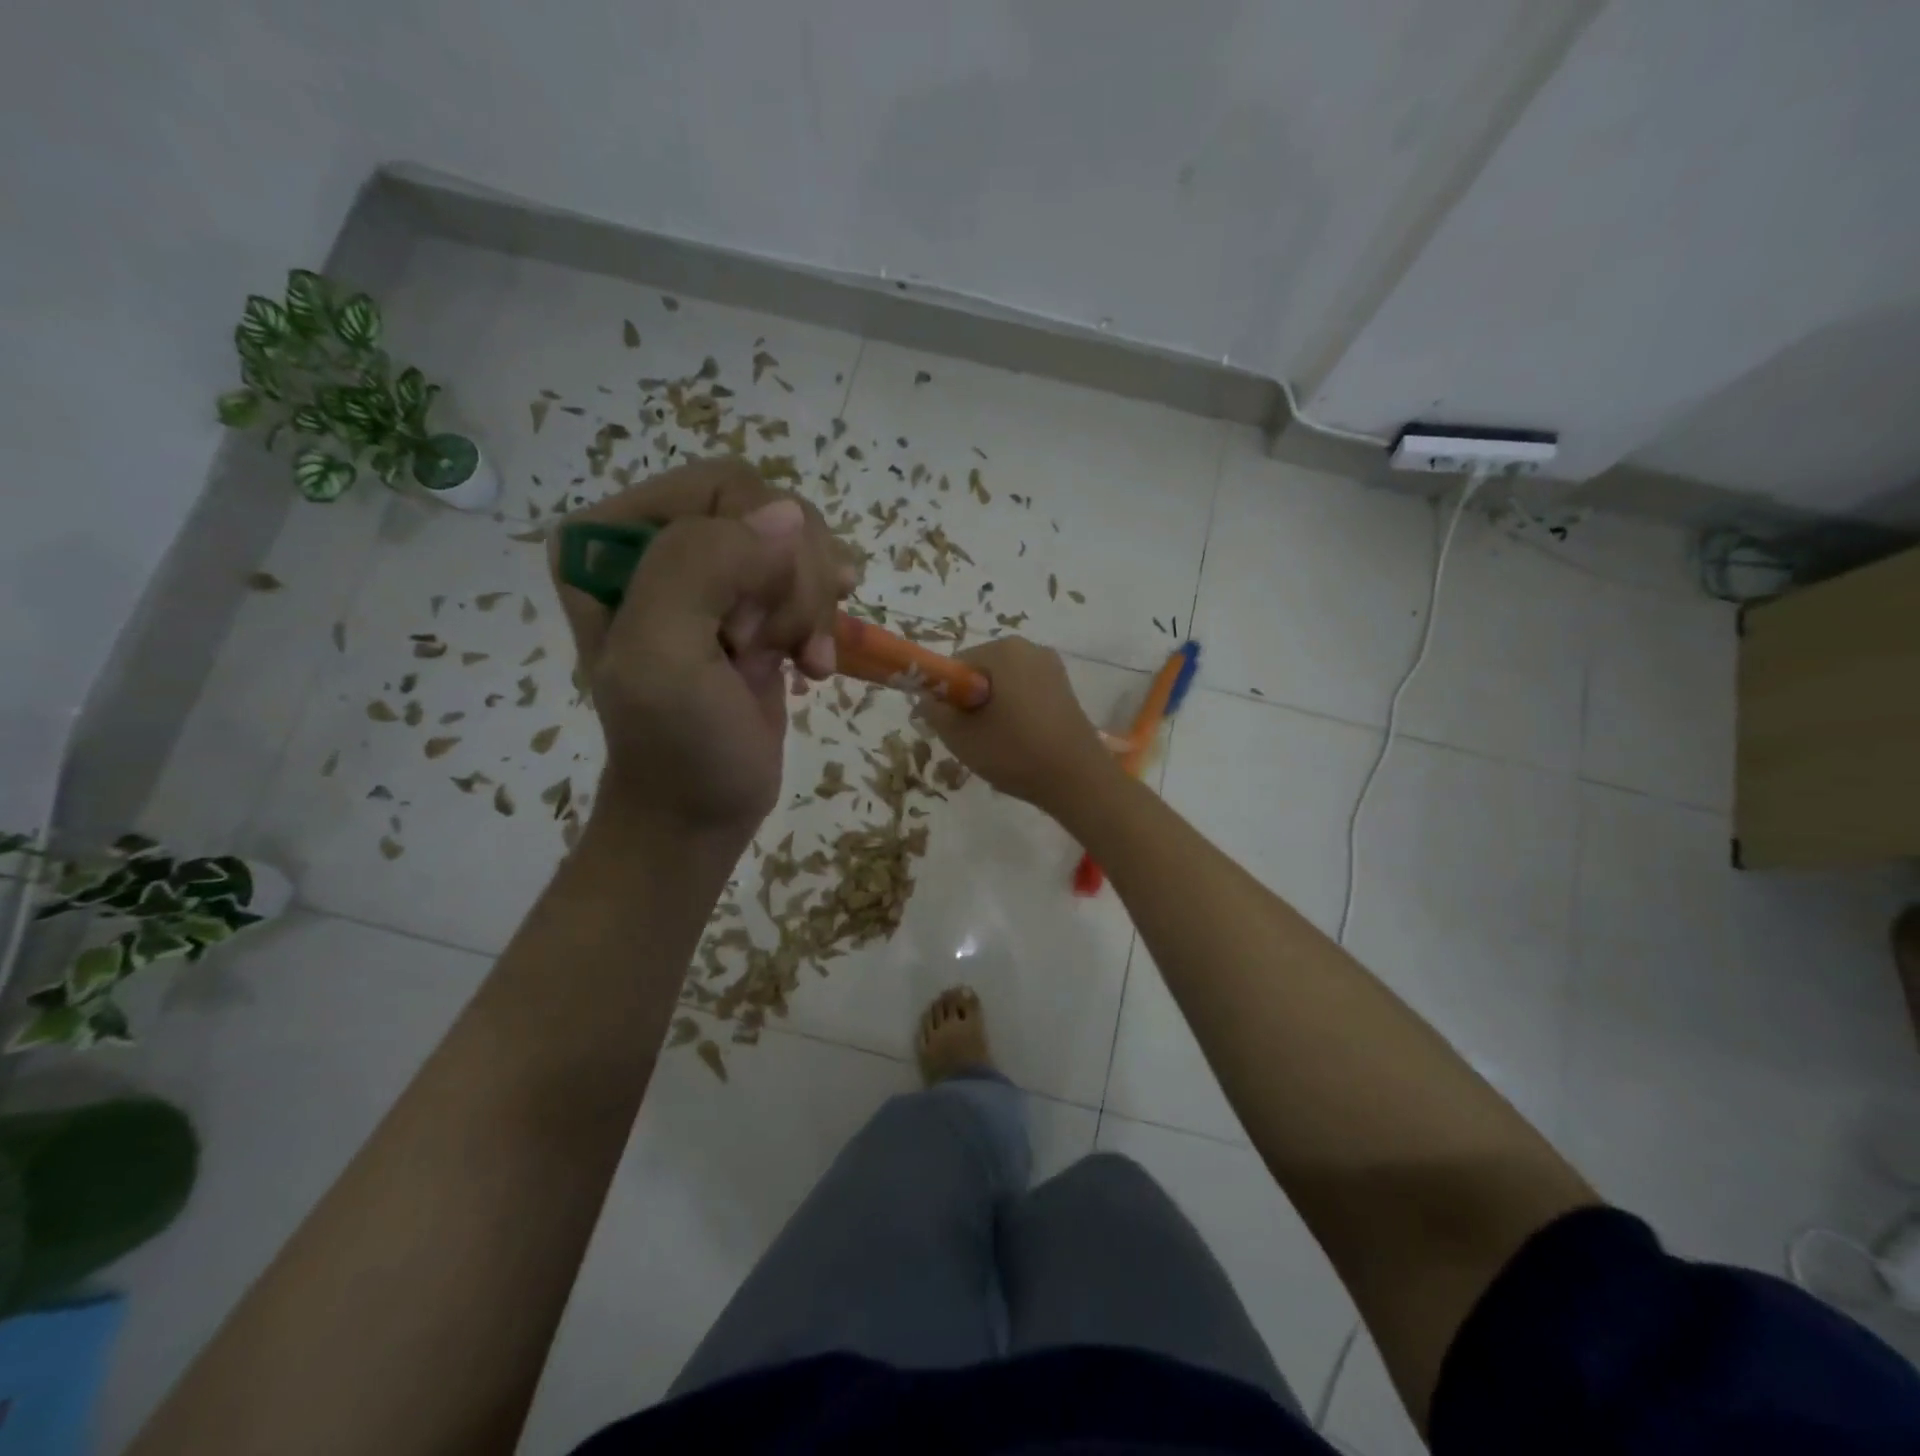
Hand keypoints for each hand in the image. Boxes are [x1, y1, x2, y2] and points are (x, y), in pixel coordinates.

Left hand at [552, 459, 852, 849]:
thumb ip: (700, 567)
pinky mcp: (752, 605)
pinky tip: (816, 661)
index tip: (745, 632)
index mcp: (611, 538)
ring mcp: (712, 574)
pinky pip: (810, 575)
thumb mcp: (664, 658)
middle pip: (769, 511)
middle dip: (792, 584)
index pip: (721, 488)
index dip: (757, 555)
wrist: (701, 812)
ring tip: (802, 658)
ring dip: (812, 605)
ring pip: (799, 542)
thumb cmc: (677, 745)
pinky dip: (825, 619)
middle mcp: (658, 542)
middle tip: (776, 648)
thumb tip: (789, 514)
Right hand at [916, 638, 1115, 813]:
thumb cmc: (1014, 752)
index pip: (955, 666)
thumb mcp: (960, 735)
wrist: (1078, 780)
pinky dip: (1014, 714)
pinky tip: (1019, 743)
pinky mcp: (1064, 689)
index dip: (945, 697)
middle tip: (973, 739)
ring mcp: (1051, 667)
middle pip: (980, 673)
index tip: (950, 727)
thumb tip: (927, 699)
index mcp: (1003, 650)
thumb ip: (934, 710)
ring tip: (998, 745)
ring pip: (1003, 686)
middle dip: (970, 702)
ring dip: (992, 710)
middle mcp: (1029, 648)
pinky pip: (1024, 694)